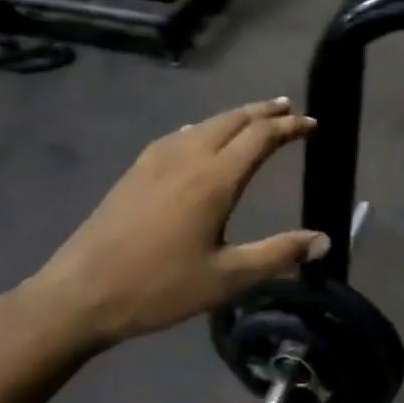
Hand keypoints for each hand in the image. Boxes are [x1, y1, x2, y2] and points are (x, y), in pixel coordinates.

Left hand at [17, 99, 323, 352]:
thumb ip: (277, 255)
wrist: (80, 294)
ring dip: (235, 116)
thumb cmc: (159, 288)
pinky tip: (199, 136)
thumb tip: (324, 240)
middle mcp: (188, 158)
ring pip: (205, 124)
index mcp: (214, 179)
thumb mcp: (227, 279)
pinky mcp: (136, 171)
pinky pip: (179, 134)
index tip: (312, 124)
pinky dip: (204, 127)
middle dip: (264, 111)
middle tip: (288, 108)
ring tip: (254, 117)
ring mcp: (156, 160)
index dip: (289, 127)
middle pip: (233, 120)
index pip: (261, 137)